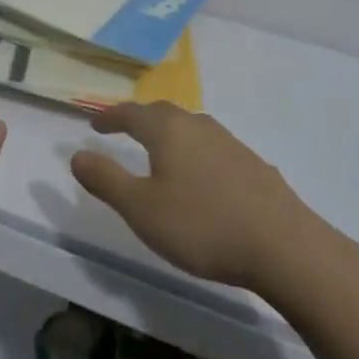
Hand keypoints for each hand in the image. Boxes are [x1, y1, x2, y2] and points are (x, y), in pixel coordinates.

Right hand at [70, 103, 326, 294]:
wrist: (282, 246)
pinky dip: (194, 152)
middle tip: (123, 129)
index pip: (131, 113)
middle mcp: (200, 126)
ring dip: (170, 133)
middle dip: (140, 119)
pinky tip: (200, 176)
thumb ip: (106, 180)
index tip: (94, 123)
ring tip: (159, 149)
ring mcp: (231, 143)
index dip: (110, 117)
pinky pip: (213, 148)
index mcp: (169, 131)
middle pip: (163, 113)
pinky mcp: (254, 165)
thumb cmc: (201, 225)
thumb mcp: (141, 208)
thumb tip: (76, 155)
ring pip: (191, 128)